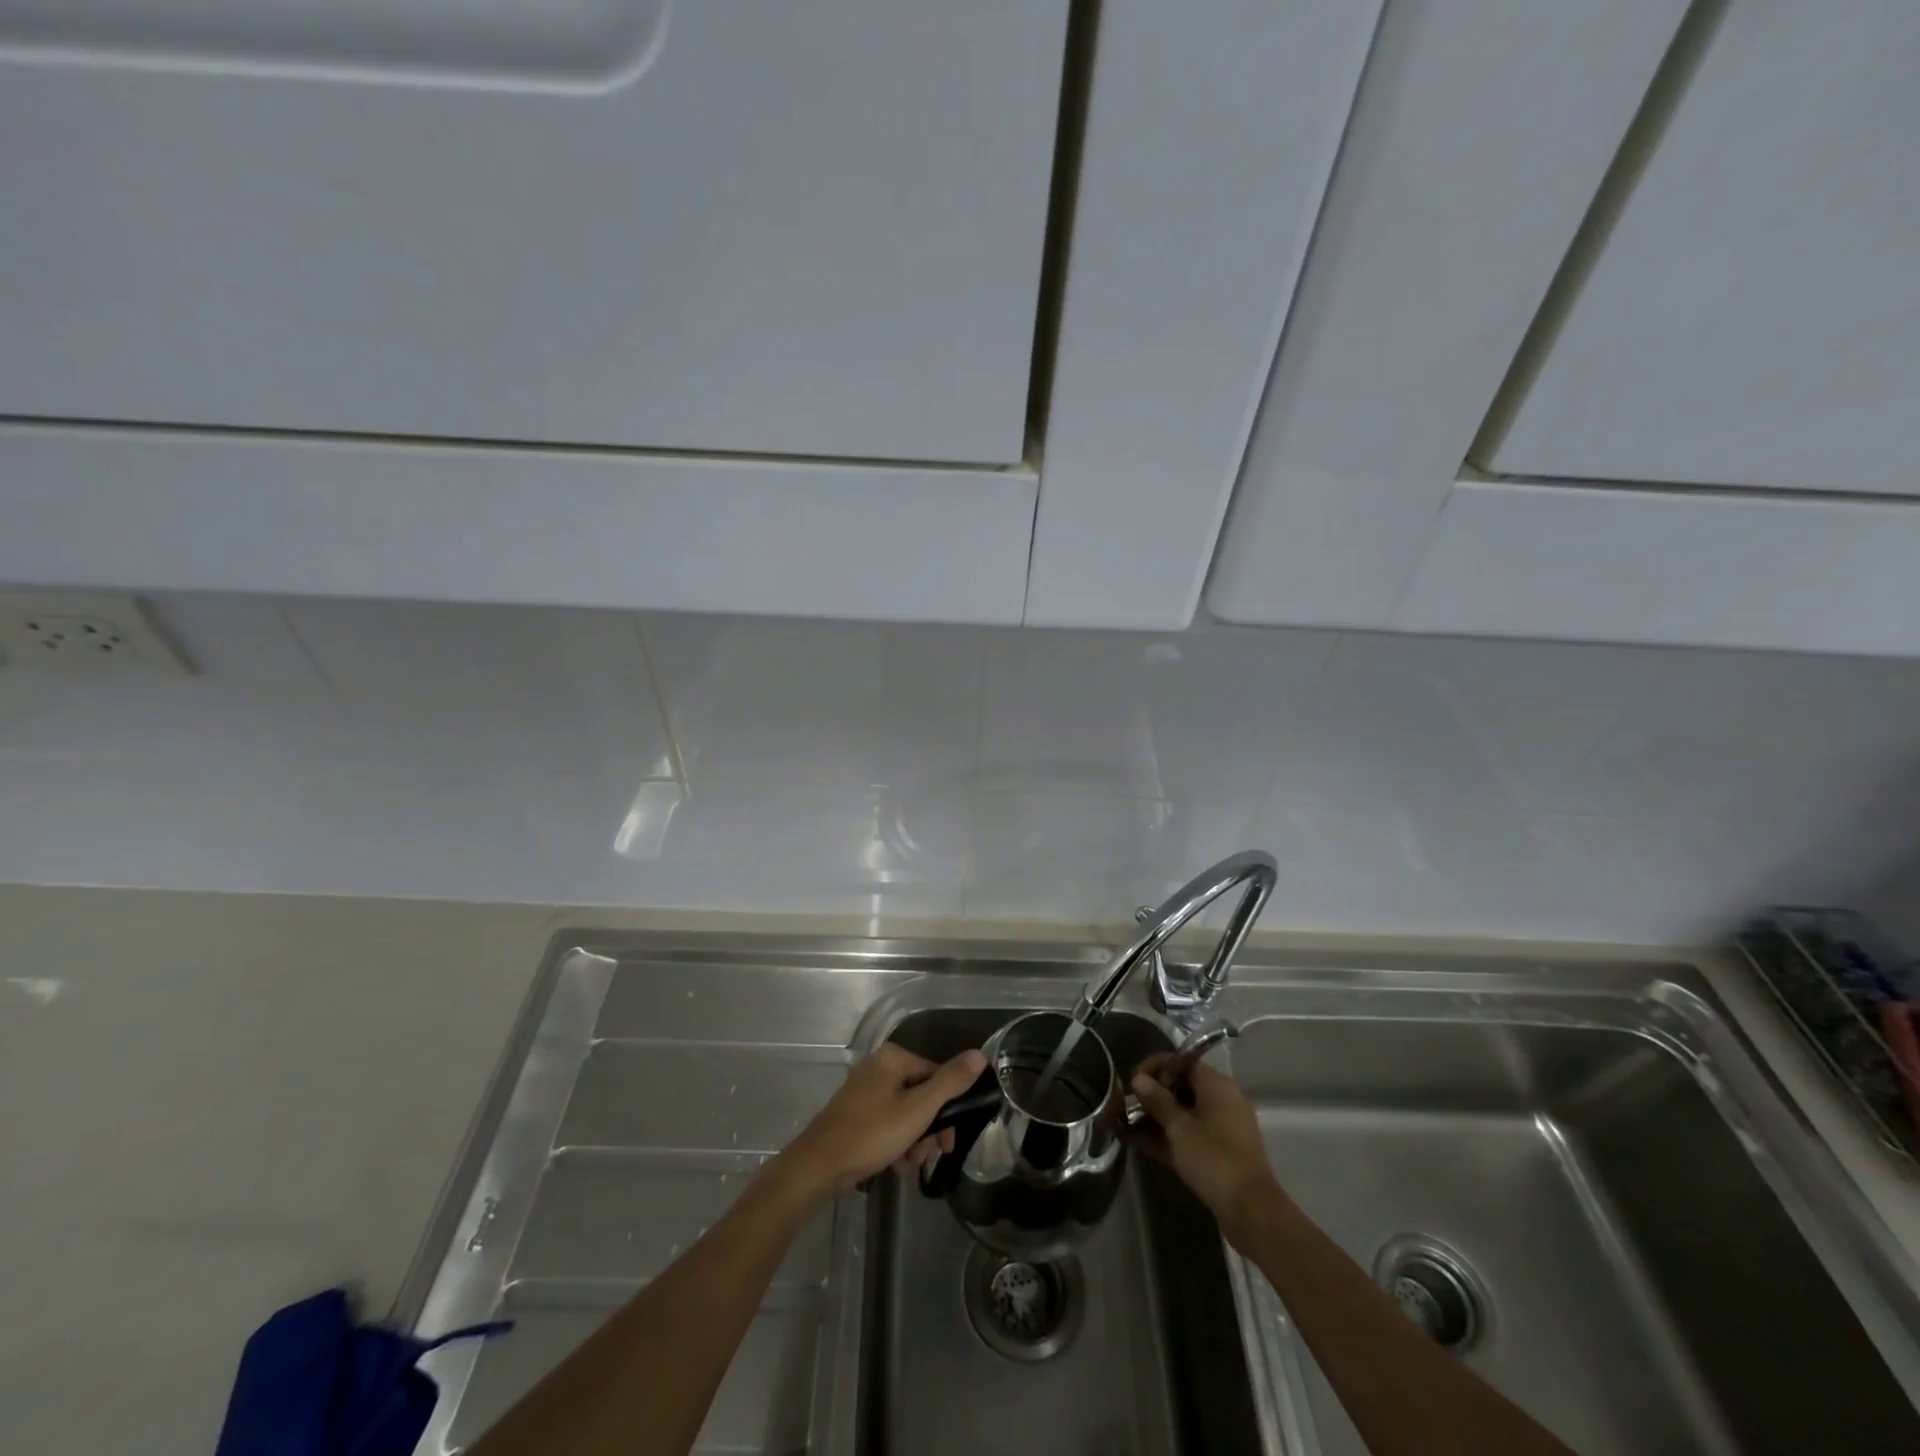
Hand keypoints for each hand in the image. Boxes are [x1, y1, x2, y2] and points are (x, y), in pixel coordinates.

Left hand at [780, 1043, 987, 1198]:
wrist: (819, 1166)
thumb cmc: (872, 1133)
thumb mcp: (919, 1109)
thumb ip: (951, 1082)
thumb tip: (980, 1055)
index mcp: (893, 1058)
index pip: (935, 1074)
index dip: (948, 1108)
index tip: (949, 1140)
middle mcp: (878, 1066)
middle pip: (920, 1093)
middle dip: (929, 1127)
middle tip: (930, 1154)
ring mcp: (863, 1090)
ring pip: (904, 1111)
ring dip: (914, 1138)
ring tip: (909, 1163)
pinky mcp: (854, 1112)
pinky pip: (886, 1121)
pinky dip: (895, 1140)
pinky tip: (894, 1163)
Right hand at [1130, 1056, 1283, 1250]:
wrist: (1251, 1212)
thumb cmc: (1214, 1159)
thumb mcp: (1179, 1127)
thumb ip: (1157, 1100)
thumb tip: (1139, 1079)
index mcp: (1217, 1085)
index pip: (1181, 1062)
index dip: (1154, 1068)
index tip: (1131, 1082)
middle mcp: (1223, 1100)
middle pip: (1182, 1088)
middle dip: (1152, 1096)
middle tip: (1127, 1106)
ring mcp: (1223, 1128)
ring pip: (1184, 1114)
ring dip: (1157, 1118)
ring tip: (1127, 1124)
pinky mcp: (1221, 1153)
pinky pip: (1190, 1135)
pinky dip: (1169, 1137)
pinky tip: (1141, 1143)